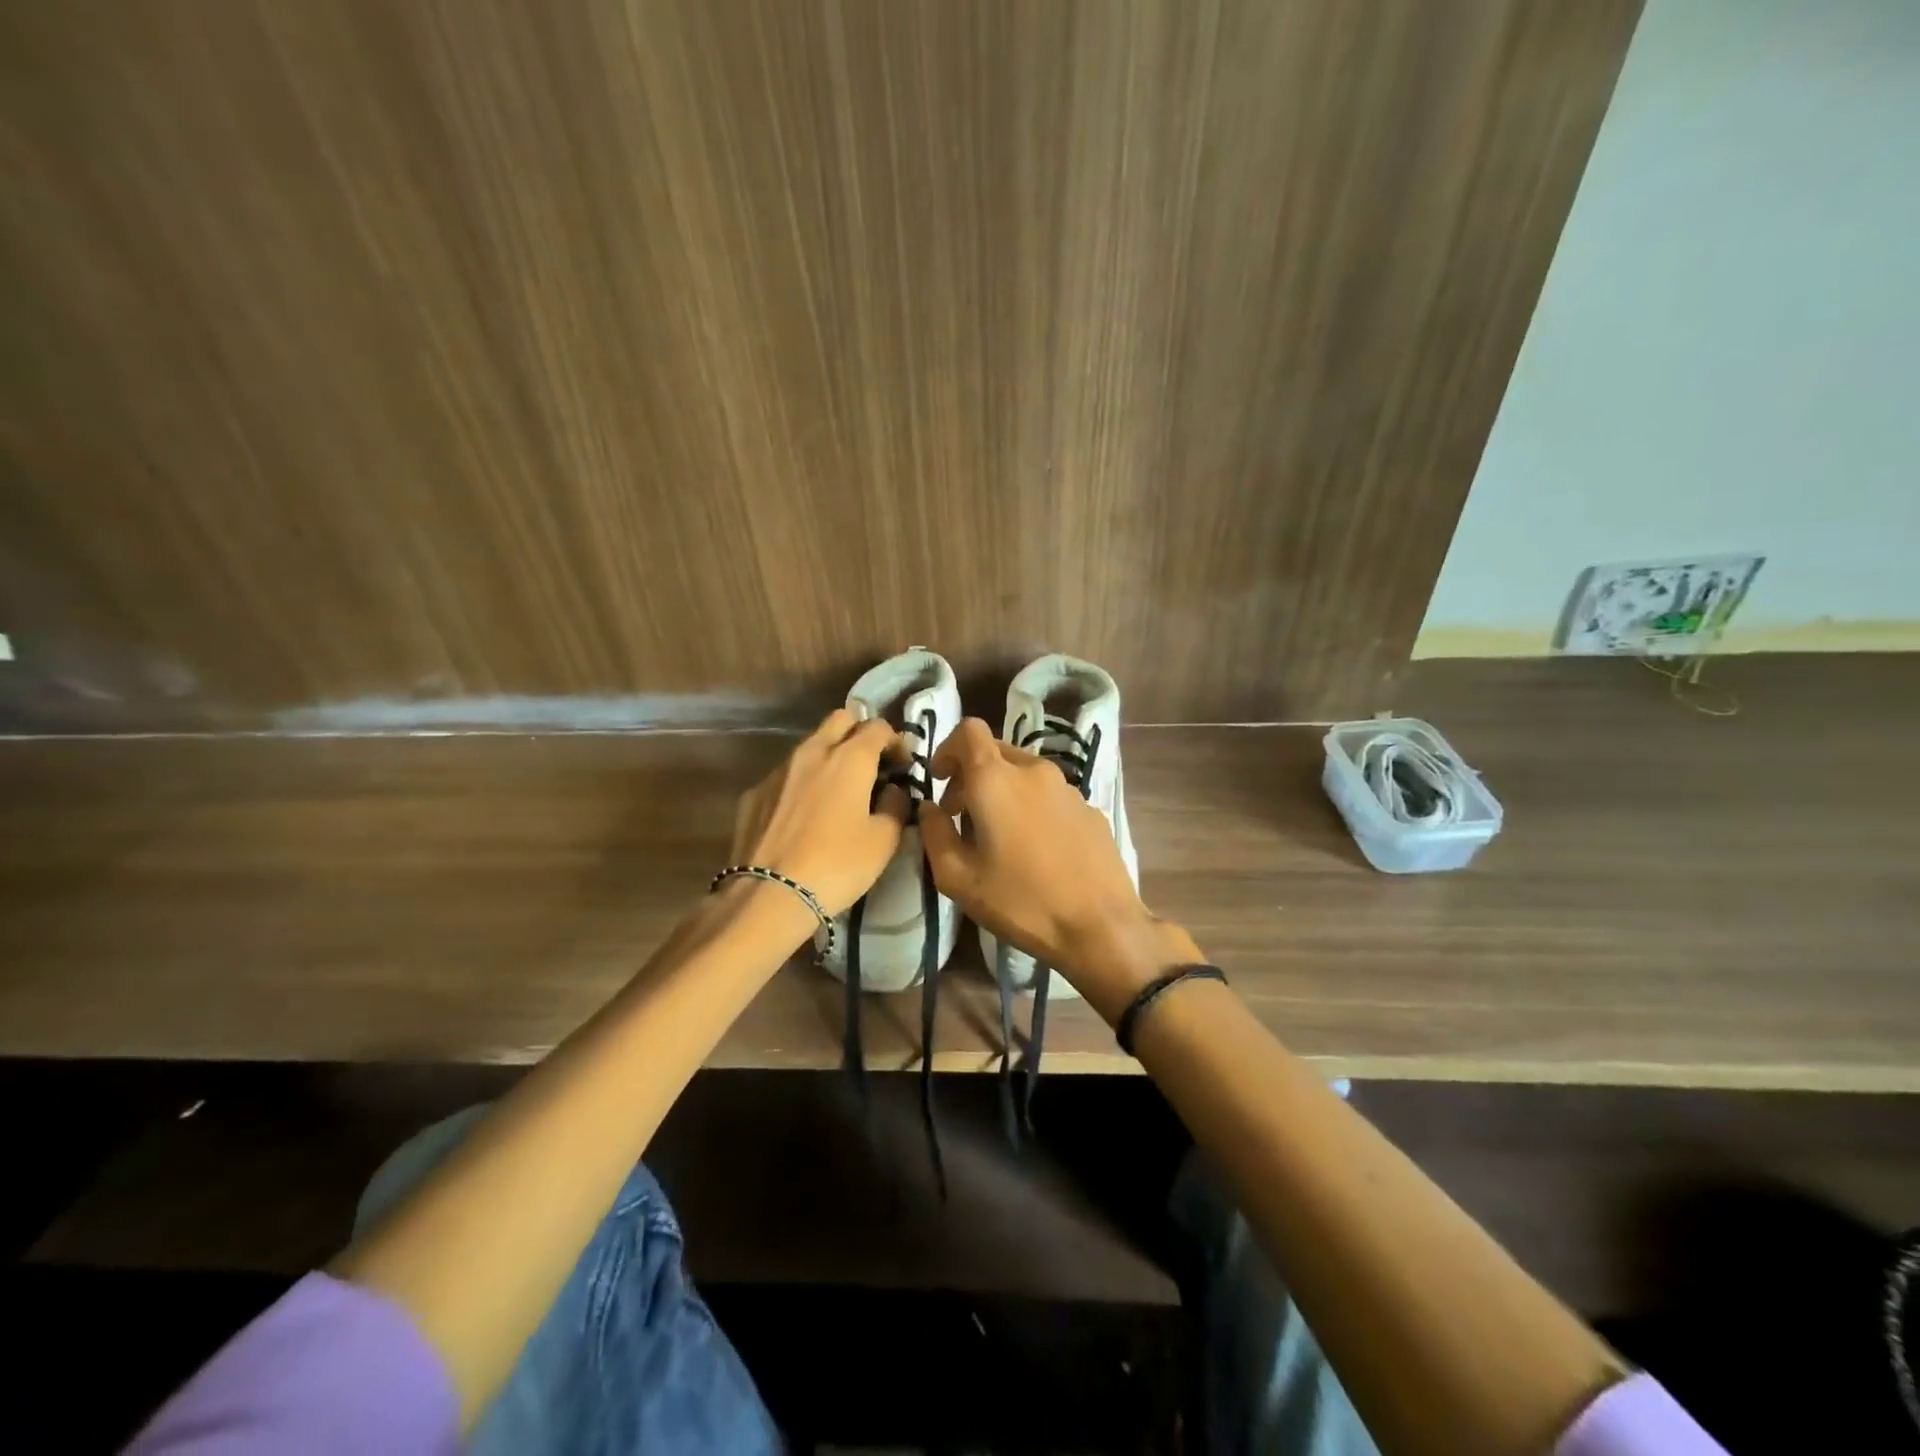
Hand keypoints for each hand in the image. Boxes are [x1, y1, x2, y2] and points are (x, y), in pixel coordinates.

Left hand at [729, 709, 911, 916]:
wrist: (769, 895)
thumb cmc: (837, 865)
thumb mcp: (884, 841)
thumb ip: (896, 806)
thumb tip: (893, 791)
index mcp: (849, 758)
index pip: (878, 726)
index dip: (896, 741)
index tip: (903, 765)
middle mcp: (812, 752)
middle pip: (840, 720)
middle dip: (859, 733)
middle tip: (871, 764)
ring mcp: (778, 770)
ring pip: (809, 745)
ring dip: (829, 757)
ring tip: (837, 792)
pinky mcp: (754, 793)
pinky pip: (785, 775)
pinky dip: (802, 784)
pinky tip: (804, 816)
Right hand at [917, 718, 1198, 1014]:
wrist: (1100, 926)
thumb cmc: (1021, 902)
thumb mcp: (958, 877)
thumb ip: (935, 833)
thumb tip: (930, 808)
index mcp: (996, 779)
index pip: (969, 730)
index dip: (948, 749)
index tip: (941, 781)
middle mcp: (1034, 771)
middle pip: (996, 752)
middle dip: (972, 775)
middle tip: (962, 816)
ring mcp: (1068, 788)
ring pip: (1025, 773)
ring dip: (1003, 792)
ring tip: (1000, 837)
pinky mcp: (1090, 808)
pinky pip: (1050, 795)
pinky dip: (1032, 807)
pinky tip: (1036, 850)